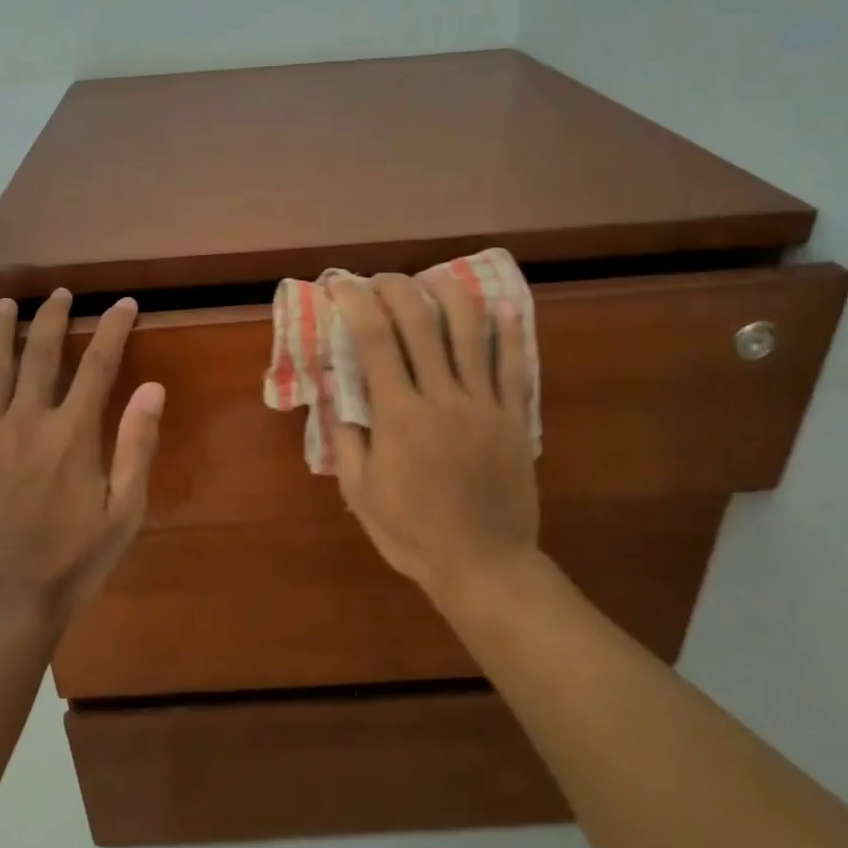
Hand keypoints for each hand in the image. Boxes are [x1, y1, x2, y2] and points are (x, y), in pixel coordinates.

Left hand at [0, 290, 164, 626]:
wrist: (0, 602)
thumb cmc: (72, 562)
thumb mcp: (124, 513)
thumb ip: (137, 446)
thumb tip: (152, 388)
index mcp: (74, 434)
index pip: (99, 365)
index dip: (114, 328)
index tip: (124, 304)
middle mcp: (29, 420)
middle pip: (42, 353)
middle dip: (54, 316)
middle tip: (61, 292)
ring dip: (3, 330)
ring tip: (9, 303)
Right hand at [327, 274, 542, 602]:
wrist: (483, 565)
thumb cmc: (412, 533)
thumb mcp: (360, 492)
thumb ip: (345, 438)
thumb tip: (333, 393)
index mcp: (398, 416)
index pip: (375, 341)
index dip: (356, 304)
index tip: (343, 287)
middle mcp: (442, 397)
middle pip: (420, 322)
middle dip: (396, 289)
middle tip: (380, 281)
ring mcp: (483, 404)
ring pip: (470, 332)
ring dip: (449, 295)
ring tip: (432, 283)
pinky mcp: (513, 417)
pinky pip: (514, 366)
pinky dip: (509, 332)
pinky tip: (503, 307)